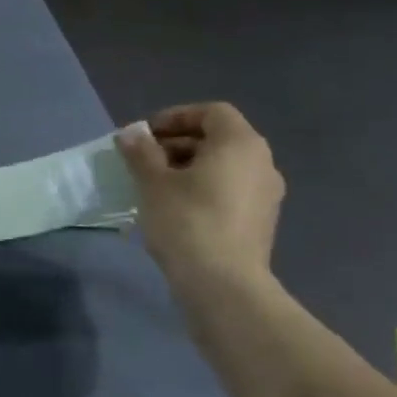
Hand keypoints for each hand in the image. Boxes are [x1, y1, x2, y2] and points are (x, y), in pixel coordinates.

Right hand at [117, 104, 283, 286]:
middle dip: (177, 144)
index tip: (145, 135)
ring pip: (223, 167)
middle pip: (218, 139)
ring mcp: (266, 195)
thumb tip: (131, 133)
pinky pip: (229, 191)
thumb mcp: (153, 182)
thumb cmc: (187, 221)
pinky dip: (202, 189)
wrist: (223, 284)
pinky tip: (174, 209)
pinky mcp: (260, 222)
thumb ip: (141, 152)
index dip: (176, 117)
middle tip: (143, 160)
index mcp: (240, 144)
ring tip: (153, 186)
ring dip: (188, 168)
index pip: (211, 112)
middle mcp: (262, 163)